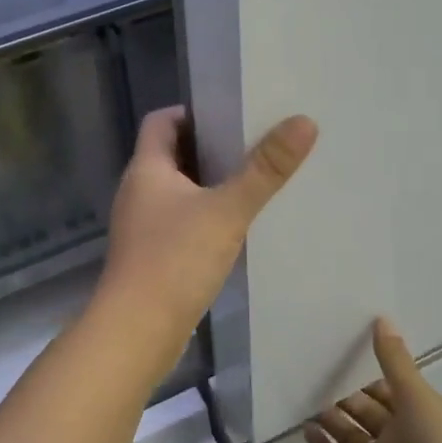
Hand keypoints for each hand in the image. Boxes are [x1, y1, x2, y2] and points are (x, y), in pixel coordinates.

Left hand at [97, 106, 317, 339]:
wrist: (137, 331)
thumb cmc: (175, 260)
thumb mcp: (227, 210)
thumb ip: (264, 169)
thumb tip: (303, 121)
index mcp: (146, 169)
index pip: (162, 121)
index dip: (193, 111)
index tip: (233, 114)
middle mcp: (138, 191)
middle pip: (173, 154)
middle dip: (211, 148)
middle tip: (256, 145)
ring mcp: (142, 226)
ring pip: (178, 191)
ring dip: (210, 185)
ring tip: (255, 183)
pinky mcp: (151, 255)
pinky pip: (180, 223)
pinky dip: (205, 218)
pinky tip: (235, 229)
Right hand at [306, 318, 441, 442]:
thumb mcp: (417, 393)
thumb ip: (394, 360)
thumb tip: (380, 318)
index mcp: (416, 412)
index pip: (385, 391)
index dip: (364, 377)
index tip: (338, 358)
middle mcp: (398, 436)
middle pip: (365, 413)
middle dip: (343, 397)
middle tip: (314, 376)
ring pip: (350, 438)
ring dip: (330, 421)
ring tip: (305, 400)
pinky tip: (306, 431)